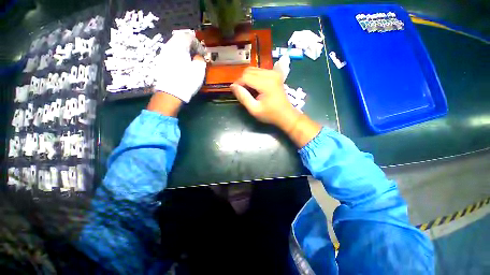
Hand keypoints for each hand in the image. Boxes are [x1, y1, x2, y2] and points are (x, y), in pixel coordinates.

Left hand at [153, 31, 206, 102]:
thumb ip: (200, 59)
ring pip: (175, 45)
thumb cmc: (187, 80)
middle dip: (190, 45)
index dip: (199, 44)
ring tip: (190, 59)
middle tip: (197, 54)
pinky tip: (183, 64)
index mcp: (180, 45)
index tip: (204, 54)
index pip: (190, 37)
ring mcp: (164, 54)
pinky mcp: (161, 62)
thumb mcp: (199, 70)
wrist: (171, 93)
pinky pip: (171, 53)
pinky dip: (178, 55)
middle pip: (181, 39)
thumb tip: (198, 56)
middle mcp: (170, 46)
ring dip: (184, 50)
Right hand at [231, 67, 321, 147]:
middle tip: (244, 93)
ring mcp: (274, 73)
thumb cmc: (270, 115)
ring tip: (250, 92)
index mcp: (266, 83)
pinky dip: (254, 78)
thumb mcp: (254, 109)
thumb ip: (243, 97)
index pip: (245, 77)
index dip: (238, 84)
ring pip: (253, 70)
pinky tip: (256, 88)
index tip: (237, 93)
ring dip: (248, 79)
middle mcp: (271, 74)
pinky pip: (259, 71)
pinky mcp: (275, 74)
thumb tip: (232, 86)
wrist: (286, 115)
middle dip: (243, 81)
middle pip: (249, 71)